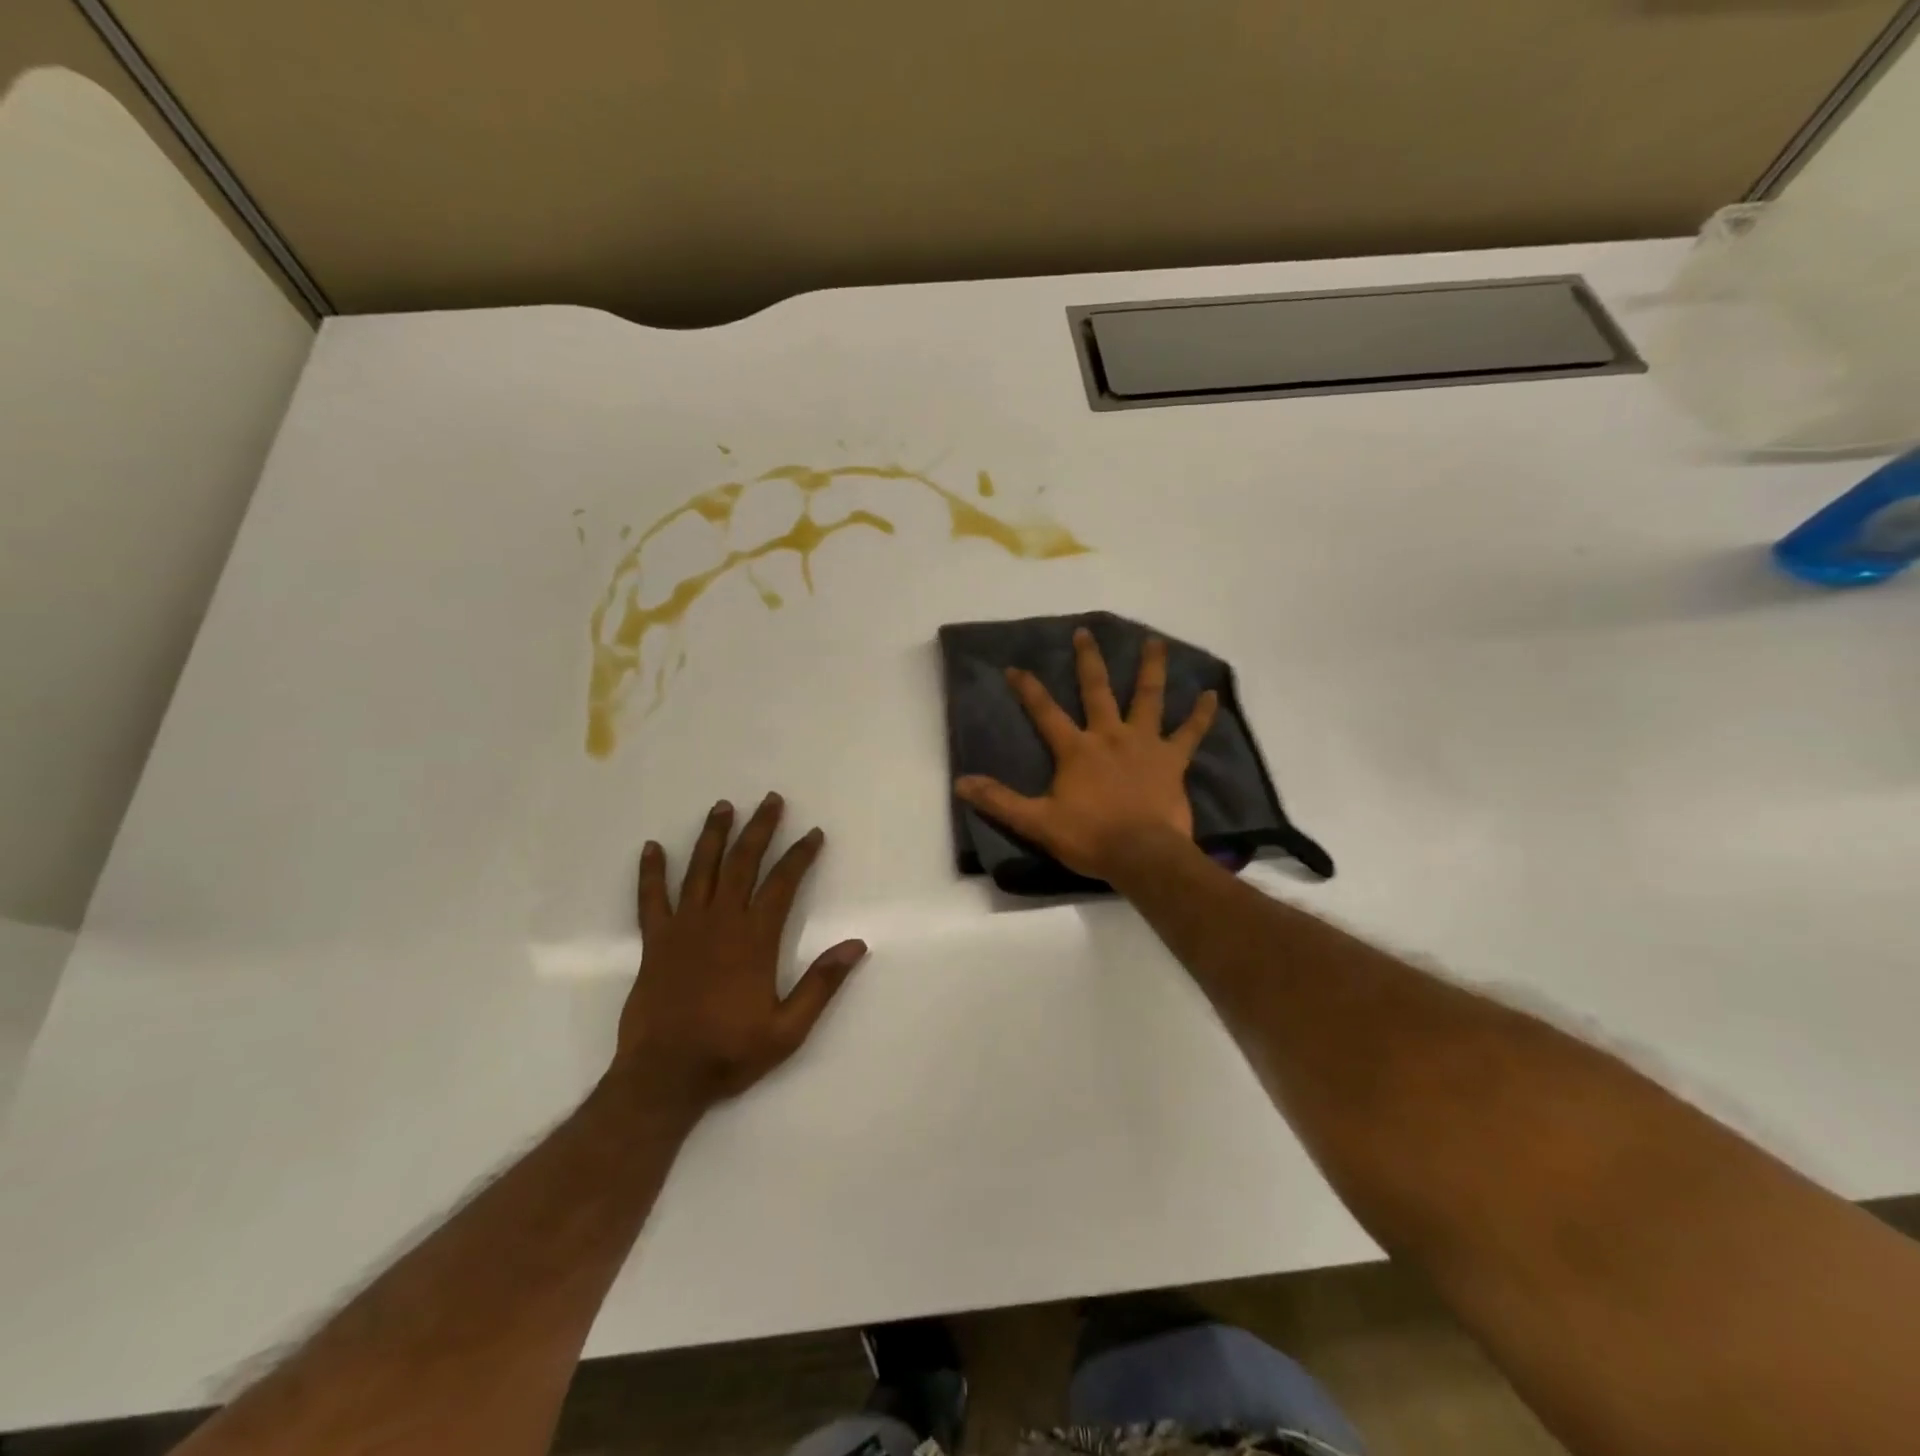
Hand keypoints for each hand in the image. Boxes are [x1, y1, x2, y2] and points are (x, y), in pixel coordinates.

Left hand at [614, 793, 866, 1110]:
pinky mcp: (654, 942)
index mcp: (755, 939)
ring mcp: (684, 928)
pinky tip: (652, 848)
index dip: (800, 855)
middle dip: (760, 829)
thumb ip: (821, 984)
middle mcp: (720, 922)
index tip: (813, 834)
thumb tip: (857, 945)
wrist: (663, 1077)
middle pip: (742, 863)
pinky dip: (652, 872)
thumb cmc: (730, 1052)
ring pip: (701, 870)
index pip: (783, 884)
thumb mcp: (788, 1029)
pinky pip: (651, 899)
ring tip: (723, 806)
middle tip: (771, 800)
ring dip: (713, 836)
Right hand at [955, 629, 1217, 882]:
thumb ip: (1000, 801)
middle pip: (1097, 690)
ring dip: (1151, 669)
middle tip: (1085, 632)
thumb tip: (961, 784)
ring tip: (1156, 642)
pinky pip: (1190, 733)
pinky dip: (1201, 715)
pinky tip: (1212, 695)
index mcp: (1076, 749)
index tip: (1014, 667)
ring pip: (1148, 698)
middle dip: (1089, 660)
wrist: (1143, 856)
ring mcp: (1145, 744)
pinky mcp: (1173, 761)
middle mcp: (1110, 736)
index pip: (1045, 712)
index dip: (1028, 689)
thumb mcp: (1037, 822)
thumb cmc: (1090, 838)